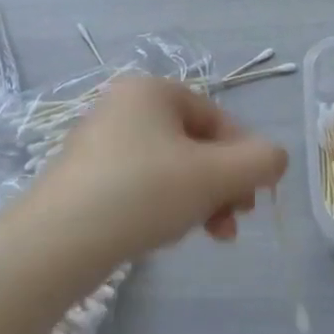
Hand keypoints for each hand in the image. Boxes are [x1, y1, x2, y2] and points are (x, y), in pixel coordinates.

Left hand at [28, 76, 288, 268]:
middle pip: (195, 145)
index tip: (254, 198)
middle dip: (222, 185)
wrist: (58, 242)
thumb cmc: (144, 193)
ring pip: (171, 169)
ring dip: (199, 200)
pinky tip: (168, 235)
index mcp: (151, 90)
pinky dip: (164, 206)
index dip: (244, 157)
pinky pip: (141, 185)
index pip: (217, 118)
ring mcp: (100, 143)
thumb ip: (260, 161)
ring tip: (208, 235)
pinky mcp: (86, 179)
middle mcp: (123, 107)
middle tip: (235, 221)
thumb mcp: (216, 175)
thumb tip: (275, 158)